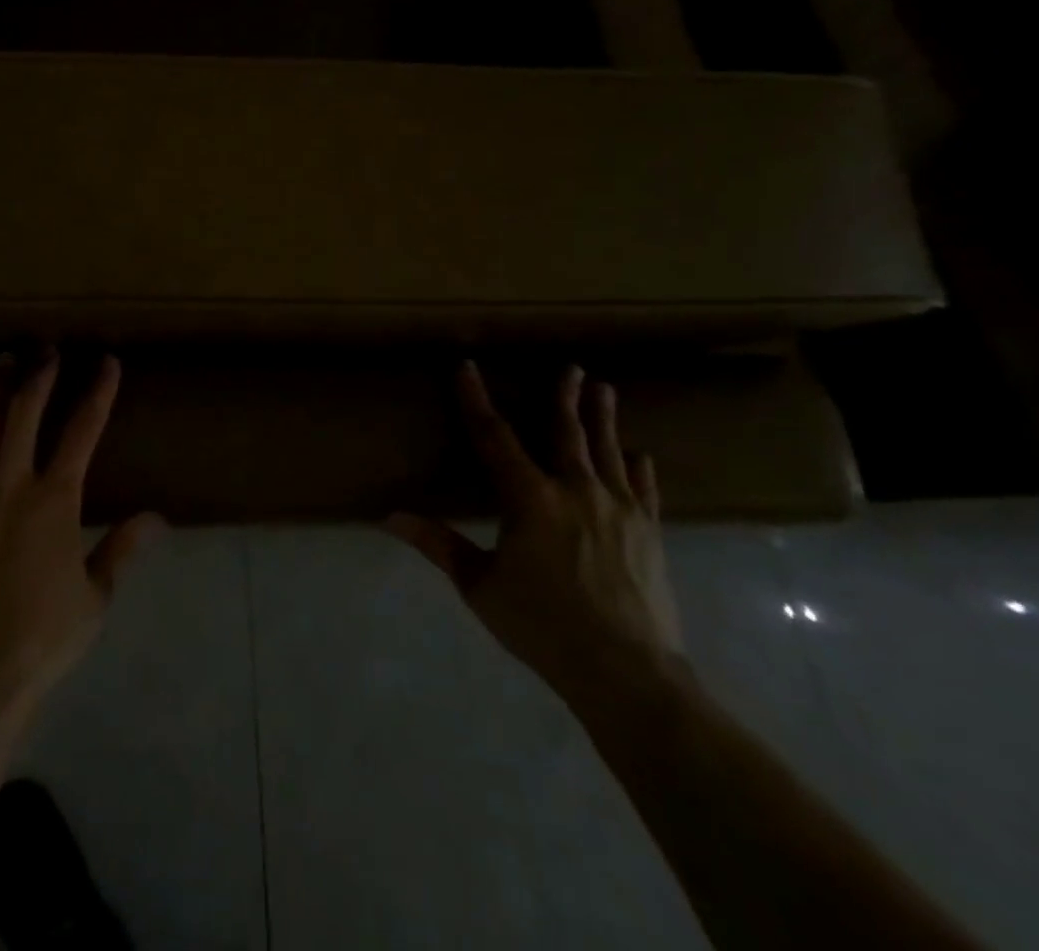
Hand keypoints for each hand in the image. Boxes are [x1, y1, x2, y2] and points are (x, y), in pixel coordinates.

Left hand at [0, 351, 162, 721]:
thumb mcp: (95, 596)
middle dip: (40, 374)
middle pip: (26, 412)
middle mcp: (12, 483)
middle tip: (47, 348)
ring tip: (2, 359)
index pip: (83, 431)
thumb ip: (122, 548)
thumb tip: (159, 517)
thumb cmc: (41, 636)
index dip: (98, 392)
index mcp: (56, 500)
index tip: (106, 362)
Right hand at [388, 362, 684, 709]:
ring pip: (608, 451)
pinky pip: (644, 489)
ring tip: (604, 389)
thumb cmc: (543, 625)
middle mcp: (575, 490)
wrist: (627, 672)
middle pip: (566, 432)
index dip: (476, 400)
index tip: (466, 368)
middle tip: (570, 367)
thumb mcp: (480, 586)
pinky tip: (639, 455)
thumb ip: (438, 545)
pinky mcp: (649, 533)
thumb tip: (389, 517)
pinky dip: (639, 468)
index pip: (493, 437)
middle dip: (564, 397)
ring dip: (603, 418)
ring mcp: (619, 509)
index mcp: (529, 498)